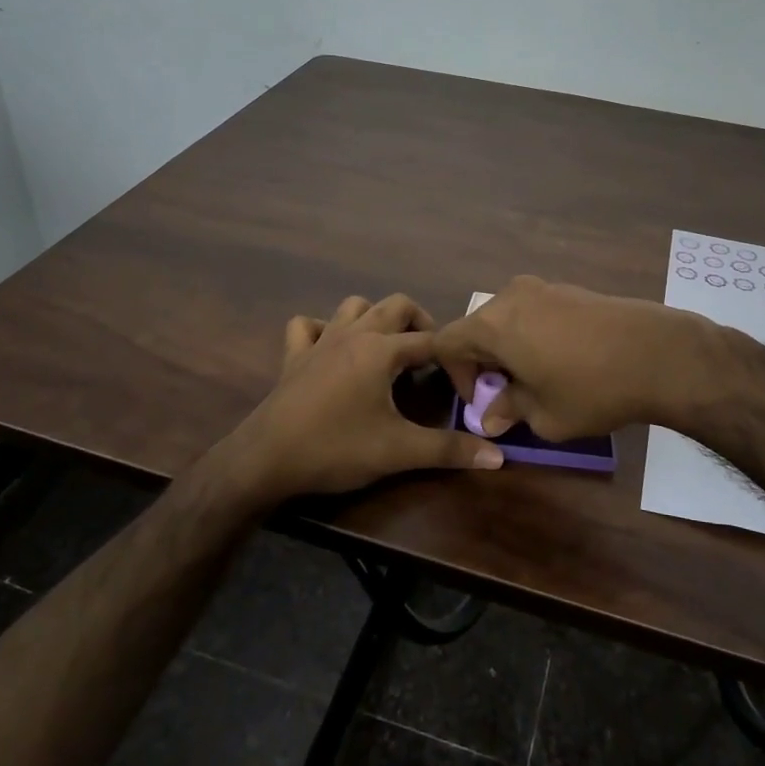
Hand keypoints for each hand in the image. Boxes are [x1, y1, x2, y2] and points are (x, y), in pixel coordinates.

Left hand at [225, 293, 504, 506]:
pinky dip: (324, 329)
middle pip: (396, 306)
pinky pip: (308, 326)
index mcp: (381, 350)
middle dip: (420, 323)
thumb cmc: (337, 449)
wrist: (267, 459)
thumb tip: (498, 456)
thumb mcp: (399, 451)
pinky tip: (332, 351)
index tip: (466, 384)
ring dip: (375, 319)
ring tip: (388, 349)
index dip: (455, 359)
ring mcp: (320, 341)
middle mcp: (353, 334)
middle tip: (431, 357)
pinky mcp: (294, 356)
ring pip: (354, 307)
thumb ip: (449, 450)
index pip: (432, 341)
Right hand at [431, 276, 710, 441]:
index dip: (454, 375)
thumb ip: (509, 411)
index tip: (483, 401)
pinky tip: (563, 360)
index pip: (447, 342)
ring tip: (537, 378)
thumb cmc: (591, 389)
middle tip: (507, 394)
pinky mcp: (571, 289)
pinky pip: (534, 312)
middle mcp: (511, 297)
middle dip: (483, 362)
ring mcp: (544, 288)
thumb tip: (491, 418)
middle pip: (477, 328)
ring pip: (507, 319)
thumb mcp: (544, 415)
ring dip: (509, 348)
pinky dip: (533, 335)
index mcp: (493, 324)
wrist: (659, 354)